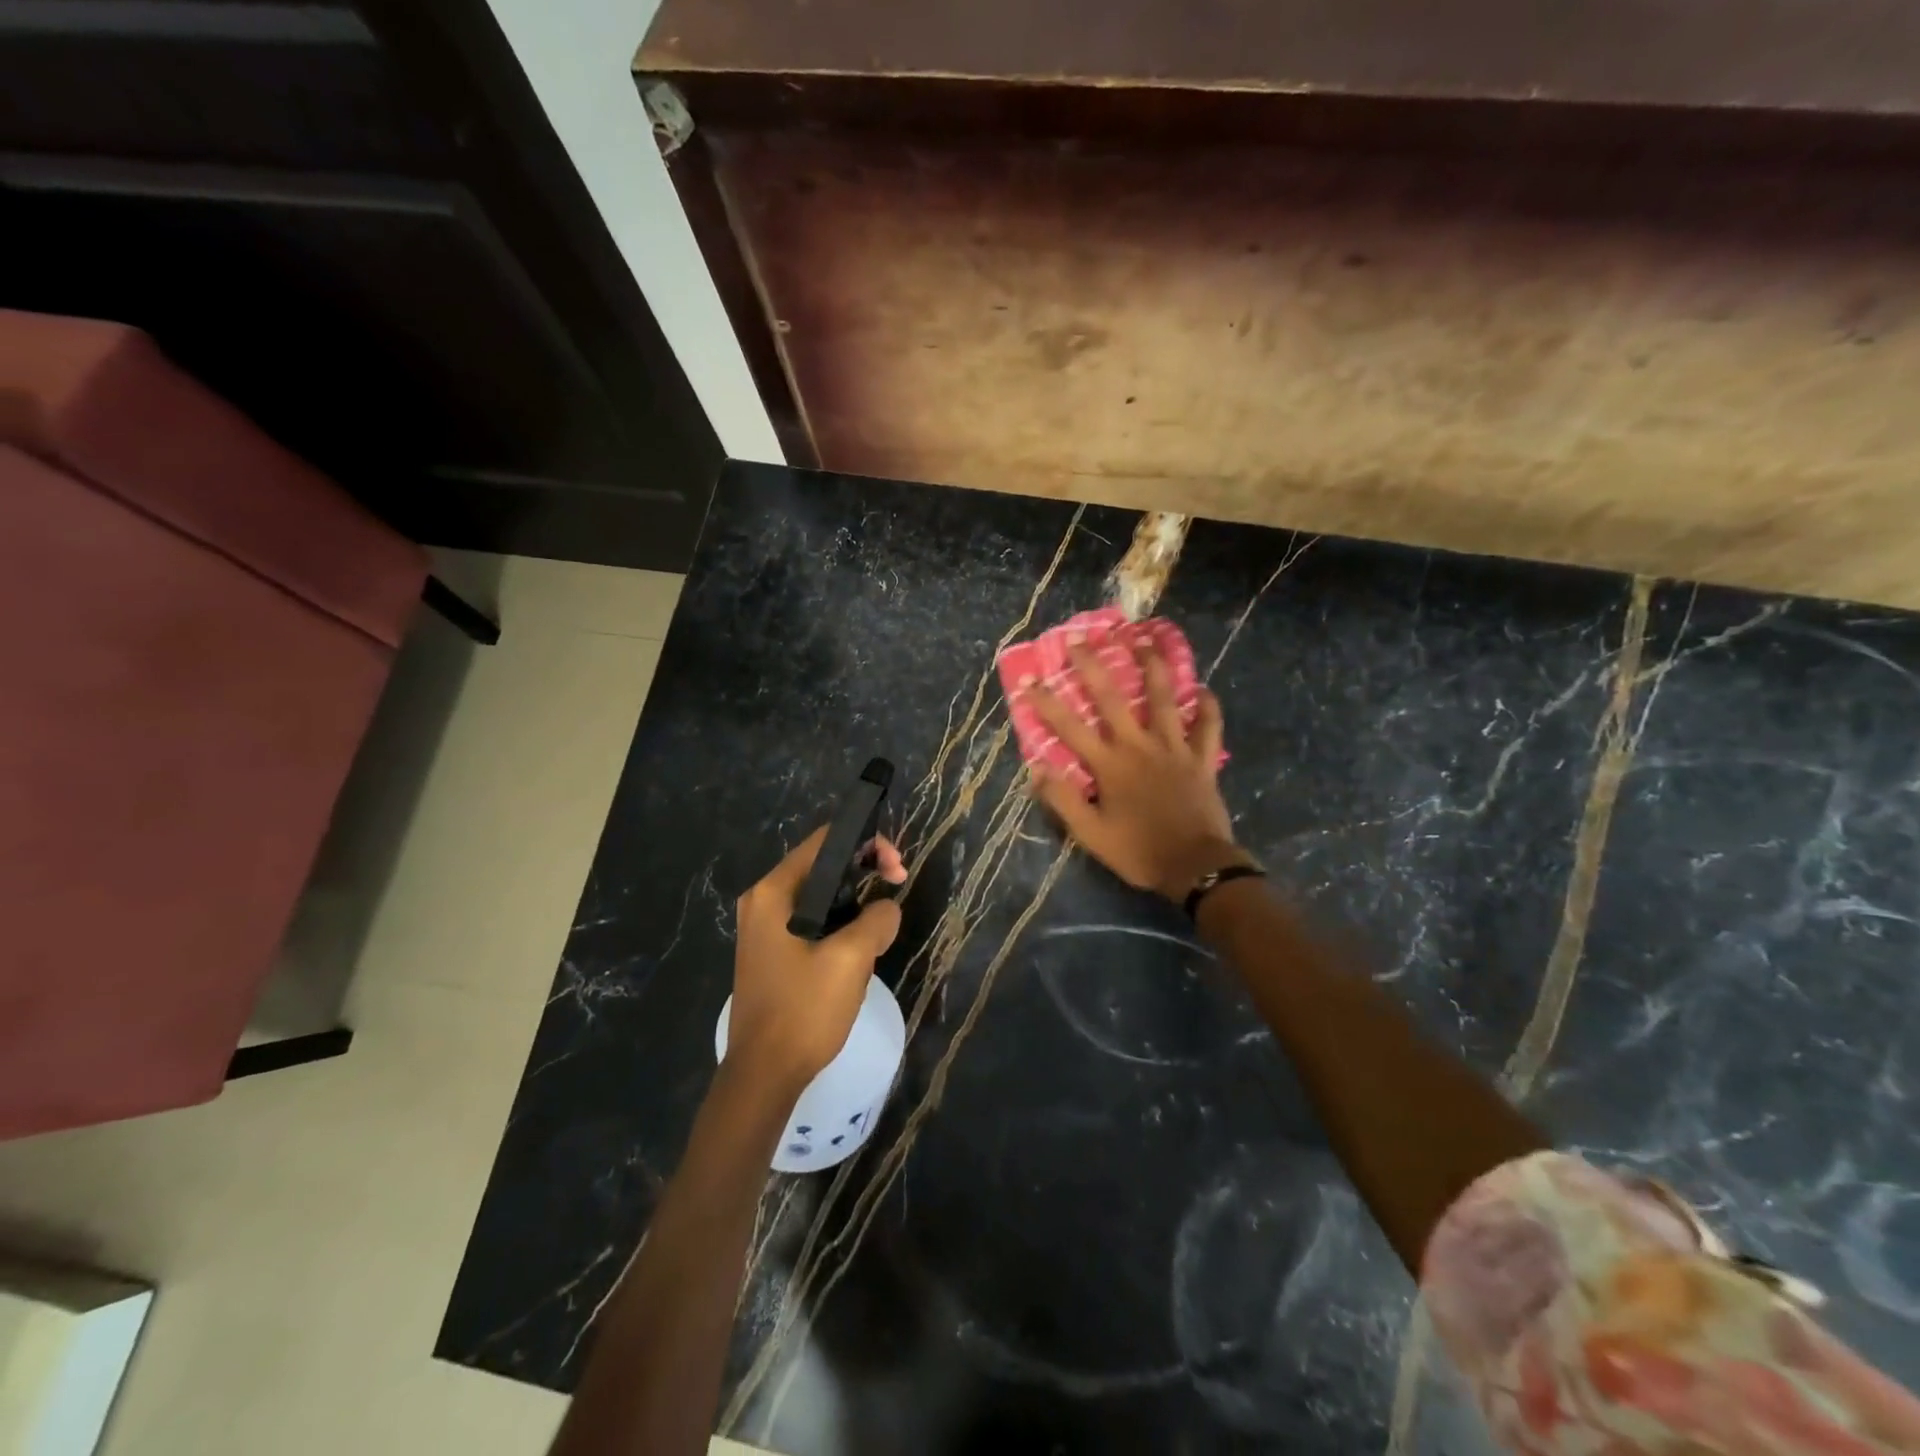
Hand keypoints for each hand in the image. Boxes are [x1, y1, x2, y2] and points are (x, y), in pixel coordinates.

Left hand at [727, 827, 906, 1094]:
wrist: (763, 1075)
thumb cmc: (803, 1010)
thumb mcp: (851, 959)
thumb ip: (876, 919)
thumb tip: (886, 909)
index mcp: (773, 892)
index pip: (824, 842)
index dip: (866, 843)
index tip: (897, 869)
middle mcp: (763, 901)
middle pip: (821, 865)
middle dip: (864, 869)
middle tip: (897, 884)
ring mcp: (764, 928)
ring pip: (819, 894)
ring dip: (854, 898)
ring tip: (882, 917)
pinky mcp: (772, 951)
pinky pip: (811, 919)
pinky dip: (839, 920)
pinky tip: (860, 941)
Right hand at [1024, 641, 1247, 902]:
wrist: (1195, 867)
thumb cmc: (1139, 851)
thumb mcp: (1091, 835)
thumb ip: (1063, 800)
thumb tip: (1037, 769)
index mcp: (1110, 765)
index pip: (1070, 727)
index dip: (1047, 703)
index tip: (1030, 679)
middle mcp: (1140, 746)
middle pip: (1113, 699)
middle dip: (1093, 666)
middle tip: (1080, 639)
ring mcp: (1175, 749)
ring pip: (1164, 699)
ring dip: (1153, 667)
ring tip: (1145, 639)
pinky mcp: (1202, 759)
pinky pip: (1208, 726)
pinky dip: (1207, 707)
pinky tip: (1204, 689)